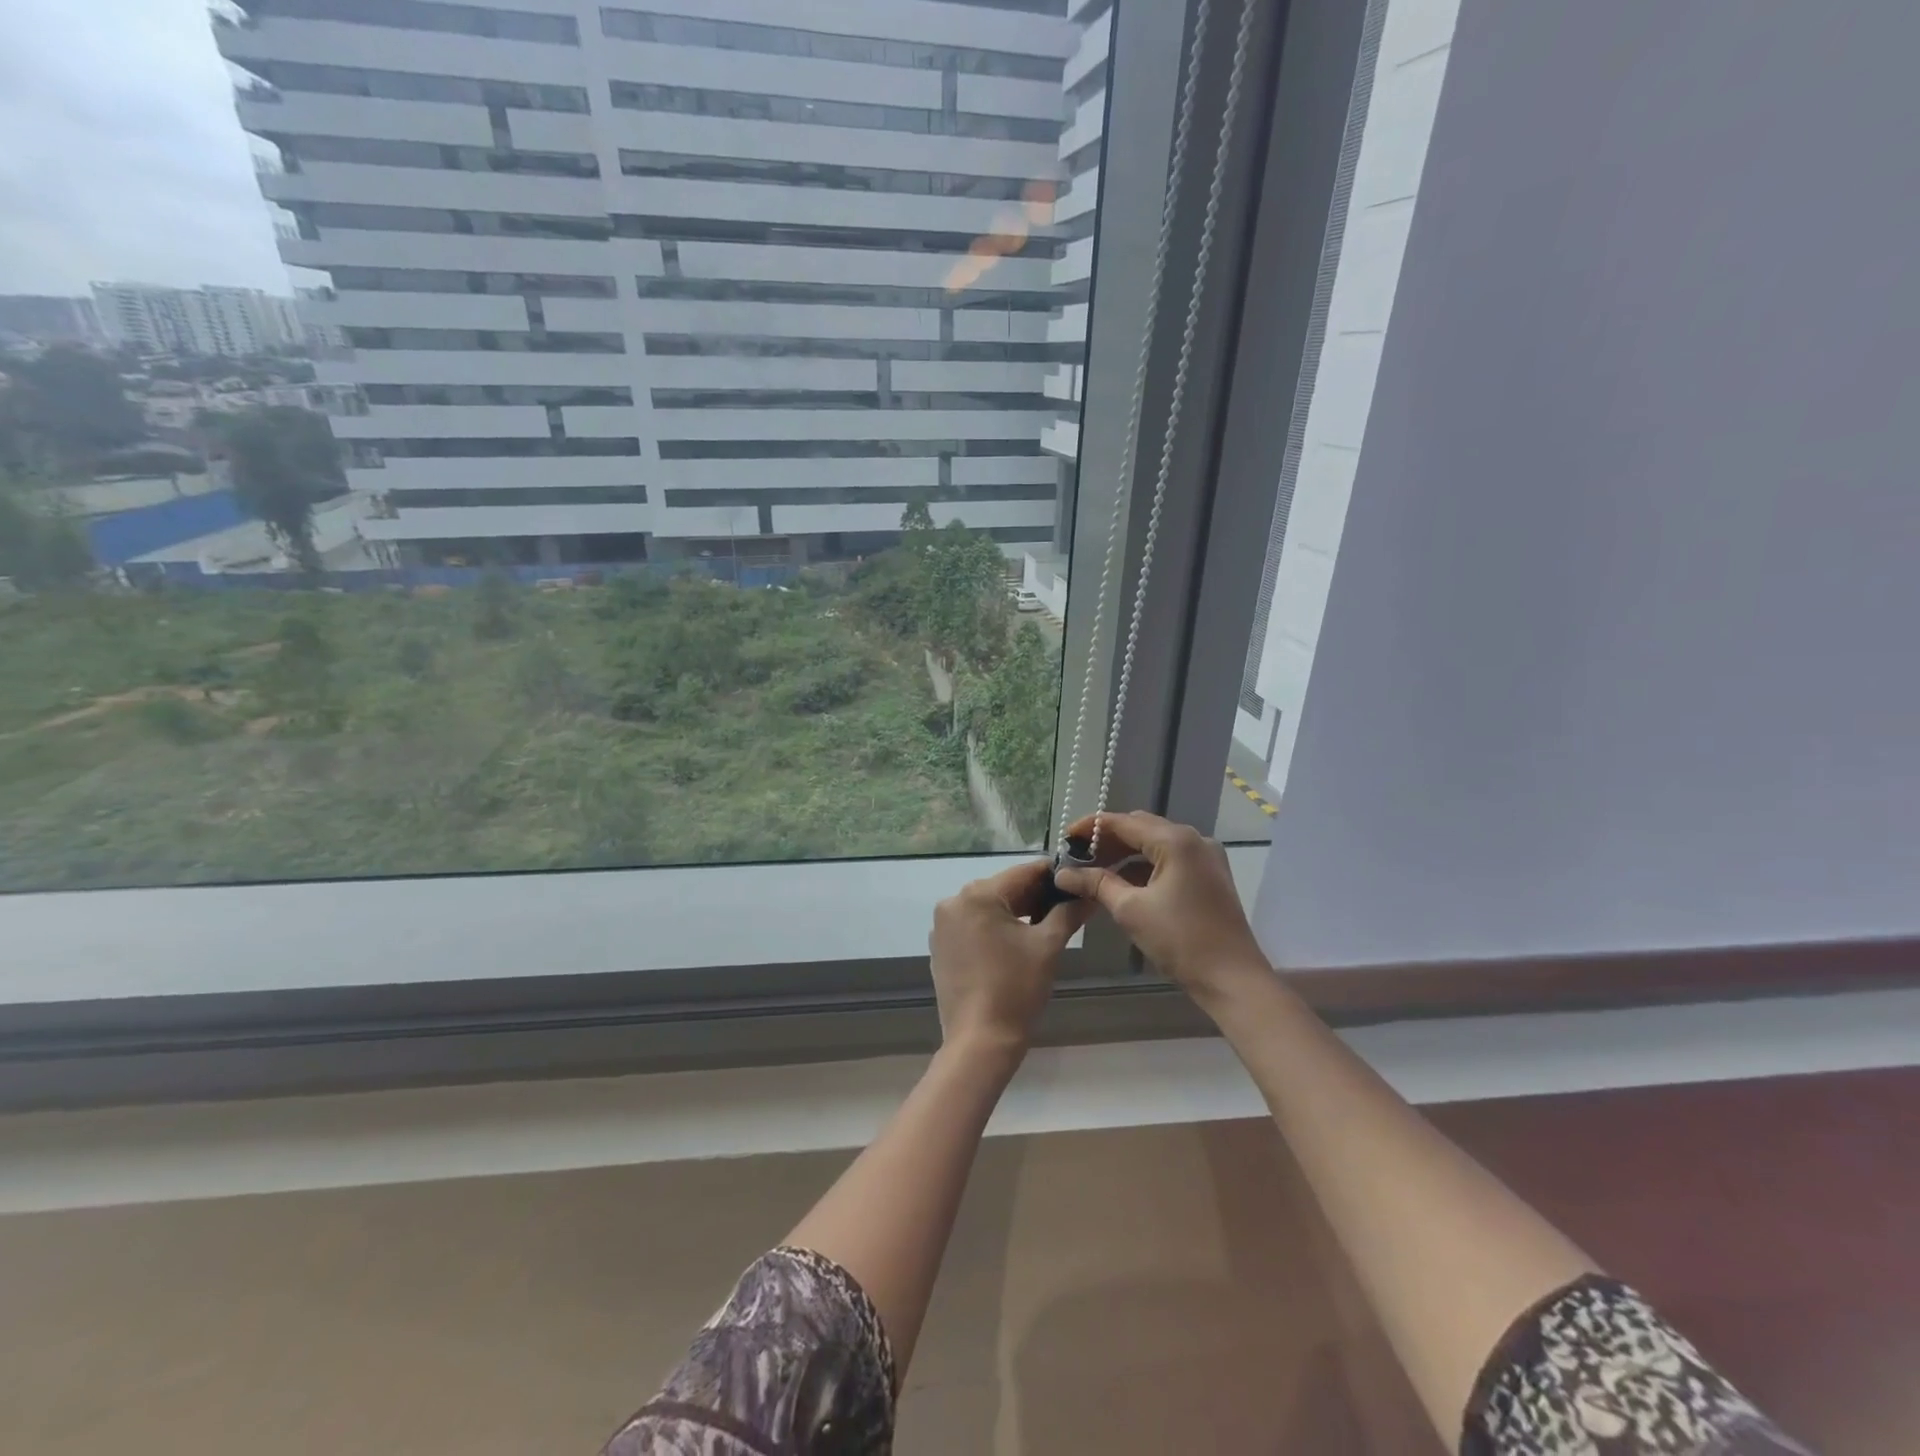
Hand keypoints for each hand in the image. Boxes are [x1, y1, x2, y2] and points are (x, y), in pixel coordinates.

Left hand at [929, 860, 1092, 1060]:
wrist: (980, 1040)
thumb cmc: (1016, 988)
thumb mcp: (1048, 946)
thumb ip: (1068, 913)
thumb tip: (1088, 894)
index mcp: (978, 895)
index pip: (1023, 872)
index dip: (1053, 875)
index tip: (1076, 880)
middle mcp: (954, 902)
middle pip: (1004, 888)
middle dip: (1035, 896)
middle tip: (1066, 907)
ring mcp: (943, 925)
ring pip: (988, 906)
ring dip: (1016, 912)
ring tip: (1046, 925)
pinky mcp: (941, 946)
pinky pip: (973, 925)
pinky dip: (995, 928)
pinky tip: (1016, 944)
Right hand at [1054, 811, 1269, 1004]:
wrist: (1232, 979)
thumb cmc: (1180, 940)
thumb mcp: (1130, 909)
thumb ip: (1096, 884)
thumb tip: (1062, 873)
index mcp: (1176, 840)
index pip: (1124, 822)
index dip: (1091, 828)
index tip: (1064, 838)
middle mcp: (1194, 839)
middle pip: (1141, 828)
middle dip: (1107, 841)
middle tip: (1077, 857)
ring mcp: (1205, 857)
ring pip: (1155, 844)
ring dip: (1125, 854)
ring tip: (1094, 871)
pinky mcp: (1209, 876)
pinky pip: (1170, 860)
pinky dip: (1144, 867)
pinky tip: (1122, 883)